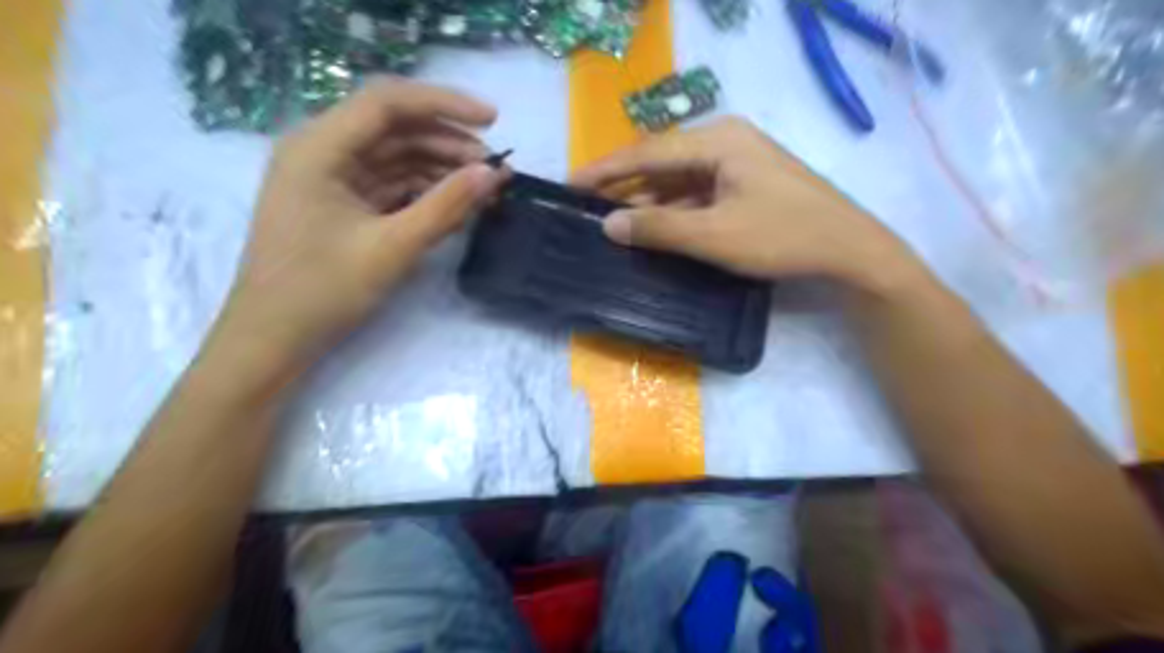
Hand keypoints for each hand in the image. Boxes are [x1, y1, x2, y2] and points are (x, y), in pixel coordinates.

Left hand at [207, 76, 504, 383]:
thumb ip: (445, 207)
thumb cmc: (322, 292)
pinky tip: (455, 204)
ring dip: (441, 168)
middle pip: (395, 128)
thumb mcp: (392, 248)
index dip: (446, 104)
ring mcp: (331, 179)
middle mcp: (322, 151)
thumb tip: (493, 174)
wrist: (273, 339)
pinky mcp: (342, 204)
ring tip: (484, 189)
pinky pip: (390, 184)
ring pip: (396, 157)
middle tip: (495, 169)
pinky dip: (424, 191)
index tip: (495, 121)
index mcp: (319, 147)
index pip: (388, 101)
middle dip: (449, 143)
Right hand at [572, 115, 917, 289]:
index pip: (648, 152)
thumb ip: (658, 227)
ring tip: (613, 222)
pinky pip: (697, 192)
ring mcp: (737, 162)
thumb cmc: (781, 236)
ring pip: (678, 180)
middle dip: (624, 185)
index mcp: (717, 140)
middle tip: (586, 206)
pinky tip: (654, 228)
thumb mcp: (714, 235)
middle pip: (661, 162)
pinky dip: (674, 210)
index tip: (571, 183)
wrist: (848, 250)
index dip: (606, 169)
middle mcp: (725, 141)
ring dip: (649, 201)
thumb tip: (609, 224)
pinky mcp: (745, 183)